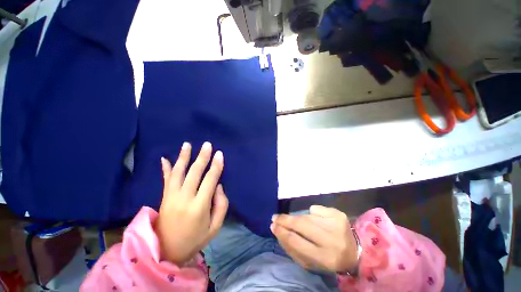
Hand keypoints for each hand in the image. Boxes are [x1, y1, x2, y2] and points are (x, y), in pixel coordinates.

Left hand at [155, 142, 228, 265]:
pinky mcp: (164, 198)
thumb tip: (218, 186)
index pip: (210, 180)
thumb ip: (221, 205)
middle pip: (194, 172)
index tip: (219, 154)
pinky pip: (165, 180)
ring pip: (178, 172)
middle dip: (202, 157)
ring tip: (187, 144)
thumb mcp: (215, 227)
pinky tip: (164, 158)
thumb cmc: (195, 239)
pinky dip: (165, 168)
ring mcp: (171, 197)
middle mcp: (184, 198)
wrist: (166, 252)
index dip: (216, 165)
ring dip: (183, 157)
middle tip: (207, 144)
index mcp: (199, 206)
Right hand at [271, 205, 357, 272]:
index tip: (272, 226)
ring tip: (293, 221)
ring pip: (307, 216)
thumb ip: (292, 248)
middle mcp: (332, 240)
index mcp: (325, 258)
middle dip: (285, 220)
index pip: (297, 242)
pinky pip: (315, 209)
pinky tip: (317, 220)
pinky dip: (312, 213)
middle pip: (301, 224)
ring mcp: (336, 224)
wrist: (354, 252)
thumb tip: (278, 230)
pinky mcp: (339, 214)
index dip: (282, 232)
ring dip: (297, 218)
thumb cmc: (327, 258)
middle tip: (275, 217)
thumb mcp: (310, 262)